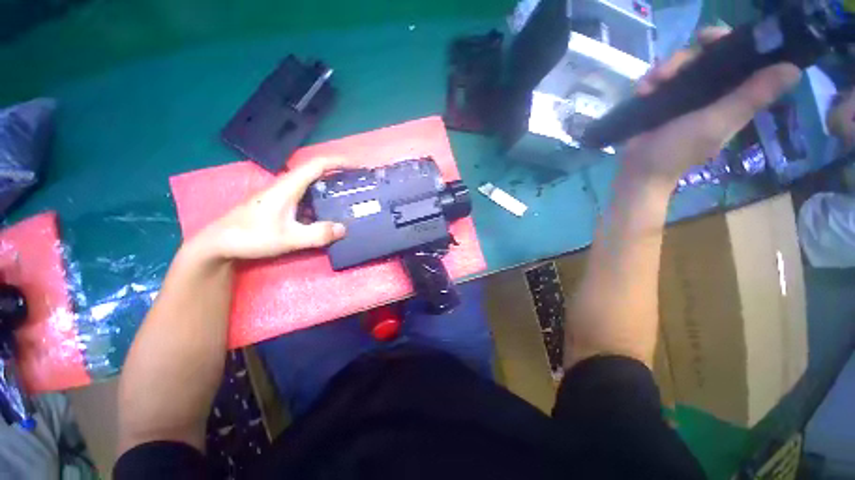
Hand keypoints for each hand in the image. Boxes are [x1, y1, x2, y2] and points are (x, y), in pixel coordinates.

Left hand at [193, 157, 346, 260]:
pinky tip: (328, 213)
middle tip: (357, 184)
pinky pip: (306, 197)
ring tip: (348, 197)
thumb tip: (344, 229)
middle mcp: (286, 186)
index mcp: (288, 187)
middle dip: (338, 174)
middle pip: (316, 172)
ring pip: (311, 185)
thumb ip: (317, 234)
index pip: (317, 165)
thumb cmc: (251, 236)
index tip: (357, 166)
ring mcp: (282, 195)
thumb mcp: (288, 238)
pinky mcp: (280, 204)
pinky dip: (321, 200)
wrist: (219, 243)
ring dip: (330, 187)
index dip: (338, 162)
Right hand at [624, 27, 801, 187]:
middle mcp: (710, 92)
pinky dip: (648, 82)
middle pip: (703, 57)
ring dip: (662, 71)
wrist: (639, 171)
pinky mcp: (660, 103)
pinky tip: (642, 91)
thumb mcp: (717, 123)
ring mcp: (683, 97)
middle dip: (685, 58)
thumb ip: (750, 98)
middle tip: (668, 70)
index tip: (706, 38)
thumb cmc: (678, 150)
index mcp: (731, 96)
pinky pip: (657, 80)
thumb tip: (793, 70)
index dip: (727, 42)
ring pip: (678, 66)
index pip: (738, 58)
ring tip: (650, 85)